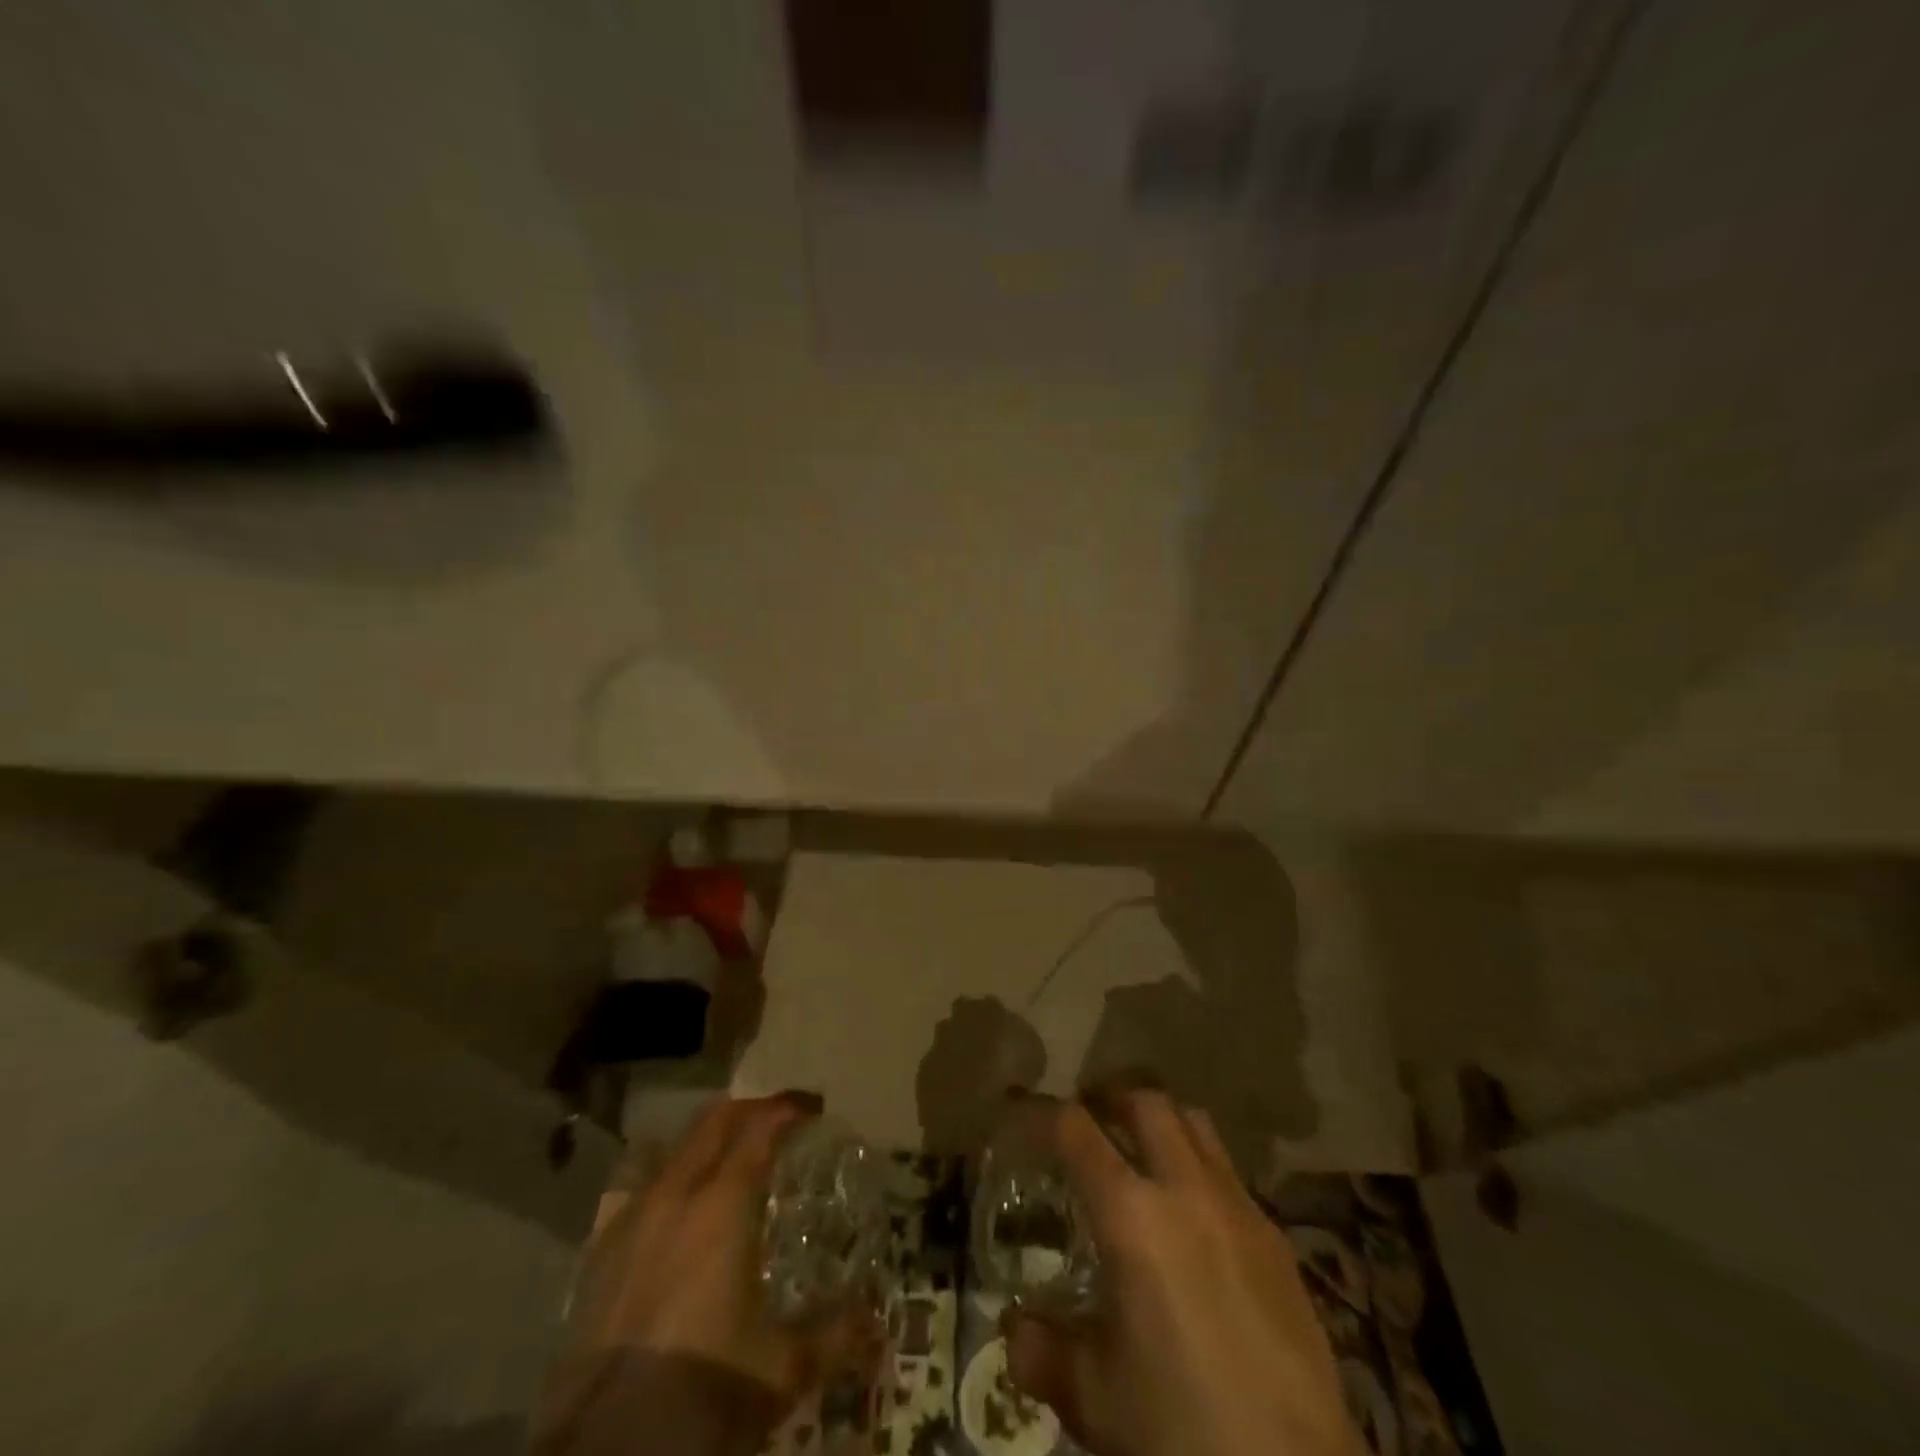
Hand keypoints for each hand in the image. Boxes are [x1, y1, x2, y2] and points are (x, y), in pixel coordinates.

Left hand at [534, 1094, 875, 1455]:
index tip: (812, 1108)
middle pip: (713, 1122)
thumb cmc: (701, 1392)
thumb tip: (878, 1328)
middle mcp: (675, 1194)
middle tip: (778, 1120)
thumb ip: (835, 1338)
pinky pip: (639, 1188)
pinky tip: (678, 1210)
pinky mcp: (598, 1254)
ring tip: (731, 1158)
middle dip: (749, 1110)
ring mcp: (630, 1220)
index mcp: (723, 1203)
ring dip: (707, 1140)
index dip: (788, 1109)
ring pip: (673, 1148)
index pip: (760, 1128)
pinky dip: (669, 1178)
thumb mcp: (781, 1371)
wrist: (602, 1453)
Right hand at [1003, 1092, 1359, 1455]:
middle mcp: (1185, 1189)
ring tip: (1143, 1150)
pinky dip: (1201, 1167)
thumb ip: (1043, 1353)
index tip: (1023, 1112)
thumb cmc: (1179, 1430)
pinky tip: (1195, 1217)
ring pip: (1196, 1124)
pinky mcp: (1276, 1237)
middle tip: (1090, 1118)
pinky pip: (1230, 1172)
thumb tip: (1014, 1329)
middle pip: (1145, 1103)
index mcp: (1130, 1215)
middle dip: (1111, 1099)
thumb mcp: (1094, 1398)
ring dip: (1162, 1122)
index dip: (1042, 1111)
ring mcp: (1238, 1206)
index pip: (1076, 1130)